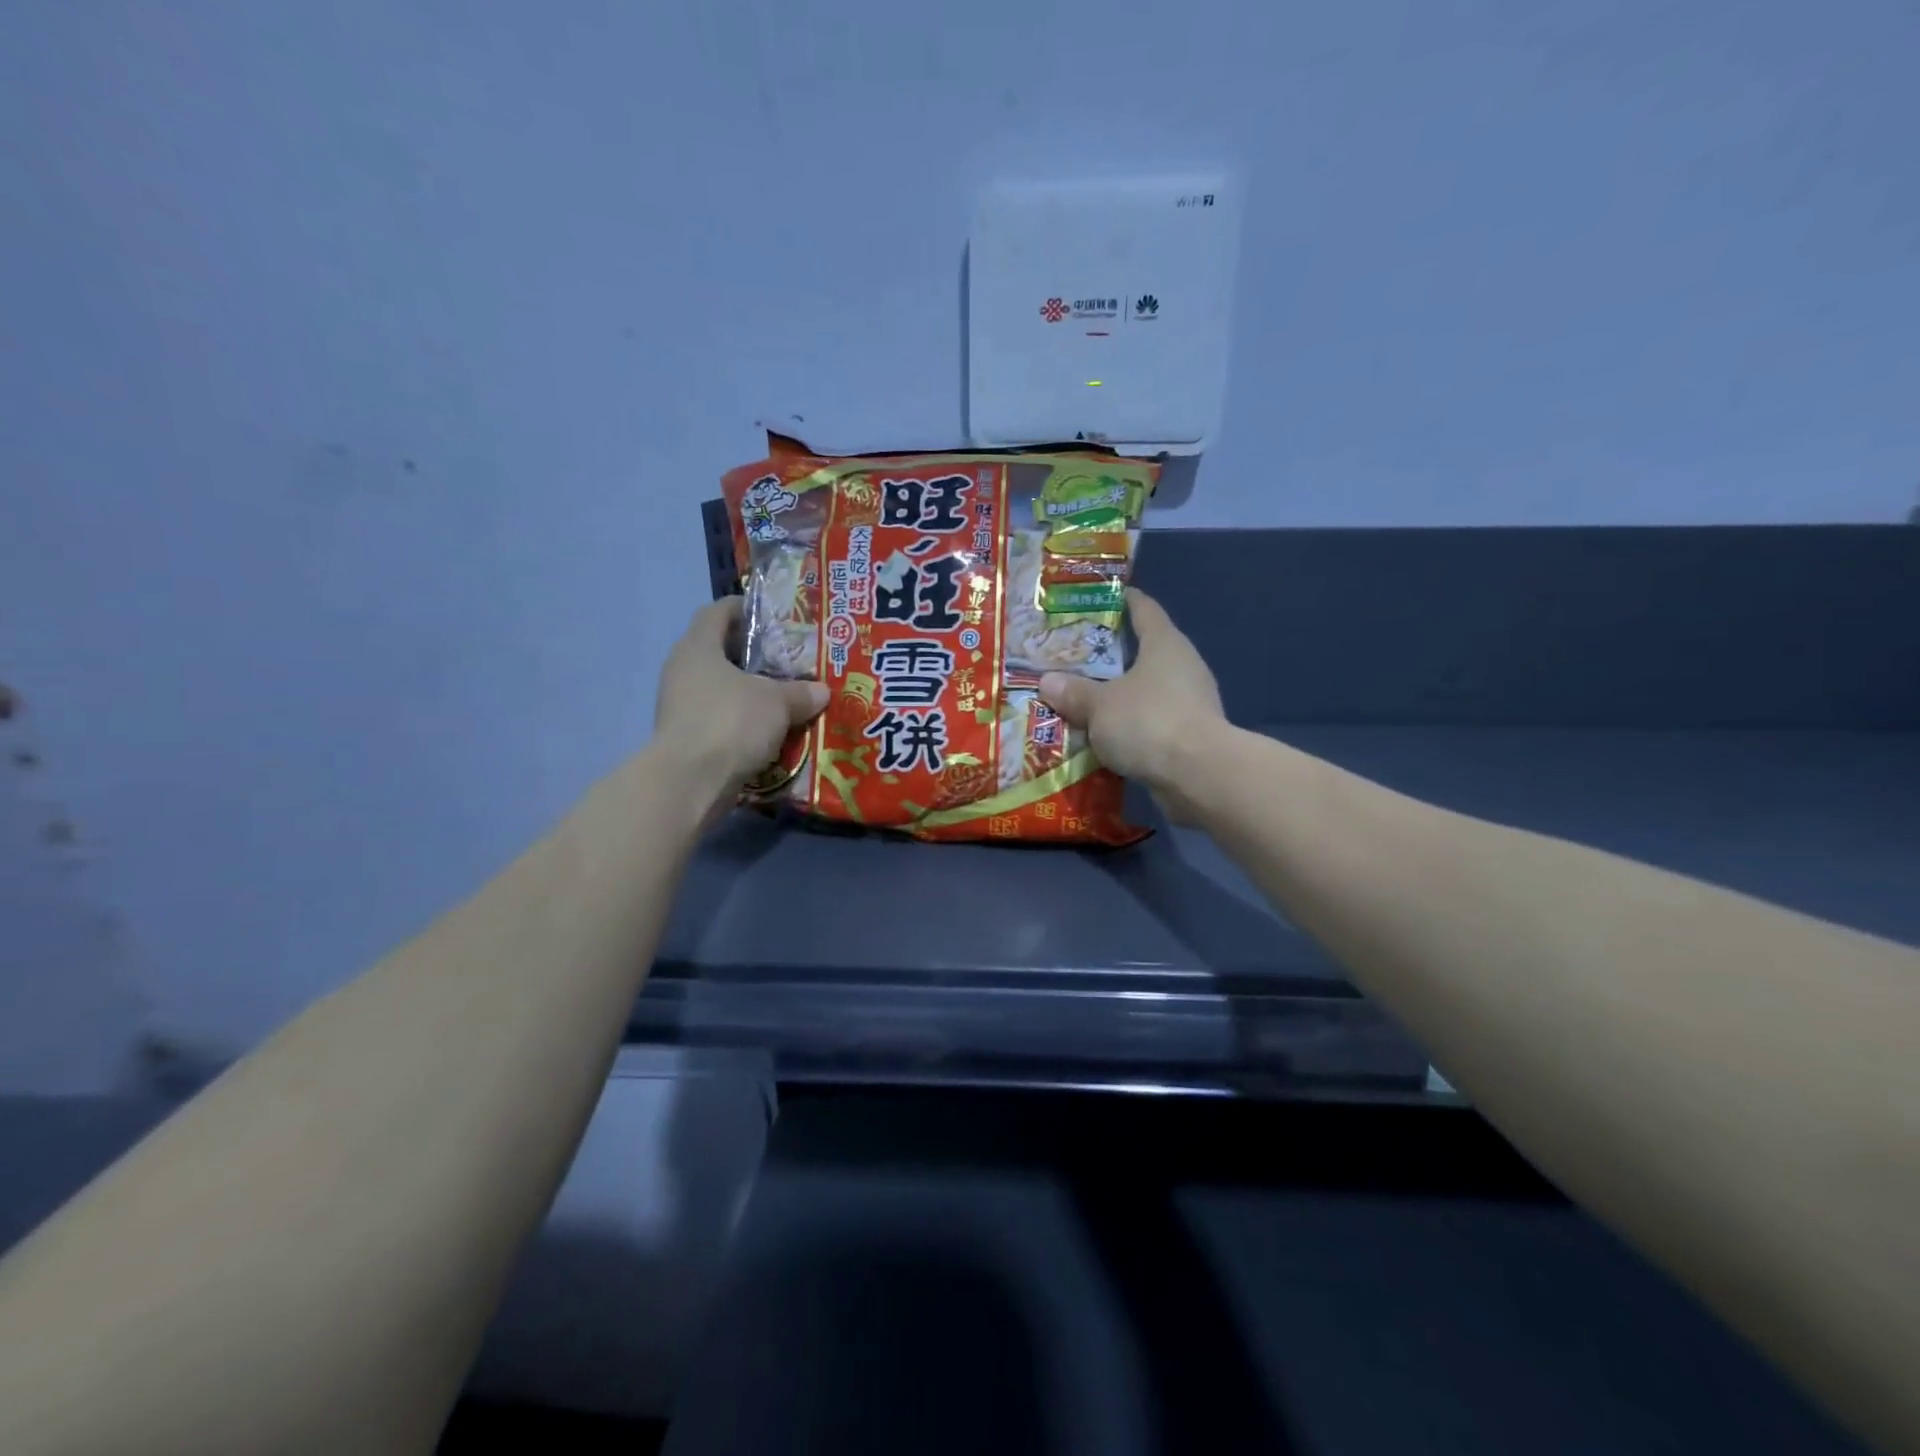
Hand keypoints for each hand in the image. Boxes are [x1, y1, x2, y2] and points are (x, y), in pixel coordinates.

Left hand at [652, 598, 827, 806]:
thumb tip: (821, 691)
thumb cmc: (731, 722)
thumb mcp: (777, 702)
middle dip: (755, 656)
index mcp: (698, 647)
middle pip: (720, 652)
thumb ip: (800, 692)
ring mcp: (681, 706)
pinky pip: (721, 719)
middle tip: (790, 661)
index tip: (774, 616)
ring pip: (722, 689)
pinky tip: (772, 731)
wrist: (690, 782)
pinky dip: (744, 722)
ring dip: (751, 693)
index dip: (745, 608)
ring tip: (787, 698)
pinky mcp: (687, 738)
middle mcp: (683, 671)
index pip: (718, 611)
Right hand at [1038, 588, 1225, 816]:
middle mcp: (1183, 666)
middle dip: (1110, 656)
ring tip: (1083, 700)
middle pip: (1143, 652)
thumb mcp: (1099, 705)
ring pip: (1146, 691)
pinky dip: (1130, 727)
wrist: (1198, 776)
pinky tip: (1104, 737)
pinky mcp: (1191, 736)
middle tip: (1074, 657)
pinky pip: (1152, 723)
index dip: (1122, 600)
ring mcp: (1191, 702)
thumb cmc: (1148, 722)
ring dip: (1119, 696)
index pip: (1143, 609)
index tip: (1099, 598)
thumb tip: (1048, 682)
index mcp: (1164, 644)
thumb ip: (1074, 692)